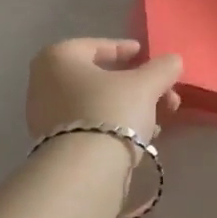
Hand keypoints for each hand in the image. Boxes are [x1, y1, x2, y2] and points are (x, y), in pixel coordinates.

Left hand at [26, 39, 183, 143]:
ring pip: (95, 103)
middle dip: (135, 86)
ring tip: (158, 122)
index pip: (96, 46)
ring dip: (128, 108)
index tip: (145, 55)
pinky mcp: (51, 145)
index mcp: (57, 57)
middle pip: (99, 78)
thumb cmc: (110, 111)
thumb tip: (173, 60)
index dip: (125, 49)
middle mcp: (42, 82)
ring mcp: (43, 116)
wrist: (83, 171)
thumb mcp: (145, 85)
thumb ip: (162, 68)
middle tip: (164, 96)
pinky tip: (139, 138)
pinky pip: (87, 126)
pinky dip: (112, 126)